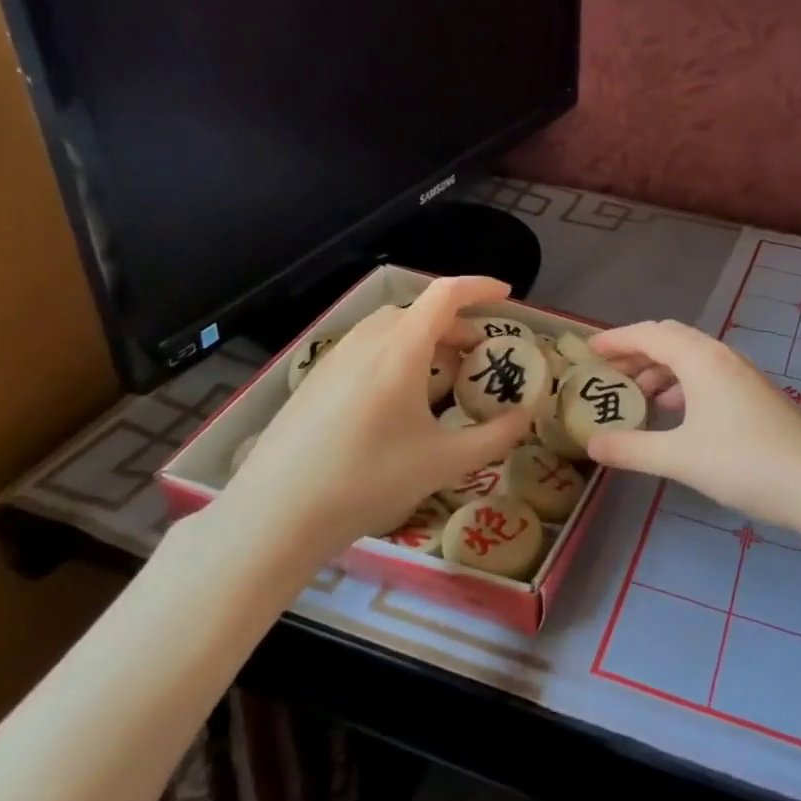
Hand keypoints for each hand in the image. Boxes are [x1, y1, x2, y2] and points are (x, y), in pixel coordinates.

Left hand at [220, 276, 533, 580]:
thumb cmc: (367, 481)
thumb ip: (494, 437)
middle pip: (418, 311)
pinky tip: (397, 400)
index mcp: (400, 350)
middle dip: (455, 324)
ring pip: (389, 329)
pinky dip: (395, 354)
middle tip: (477, 356)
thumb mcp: (443, 463)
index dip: (479, 287)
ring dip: (423, 339)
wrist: (275, 514)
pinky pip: (366, 348)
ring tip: (441, 377)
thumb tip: (525, 418)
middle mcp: (366, 342)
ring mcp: (335, 359)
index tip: (505, 295)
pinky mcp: (315, 380)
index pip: (445, 295)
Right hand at [586, 320, 800, 536]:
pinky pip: (708, 377)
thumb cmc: (744, 463)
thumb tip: (592, 444)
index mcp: (701, 359)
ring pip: (692, 359)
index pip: (649, 334)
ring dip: (661, 371)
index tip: (588, 351)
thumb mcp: (679, 457)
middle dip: (637, 353)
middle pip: (671, 340)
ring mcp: (743, 375)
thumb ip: (632, 448)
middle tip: (608, 374)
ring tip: (637, 397)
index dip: (616, 339)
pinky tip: (676, 415)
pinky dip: (683, 386)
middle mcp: (722, 356)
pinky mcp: (755, 396)